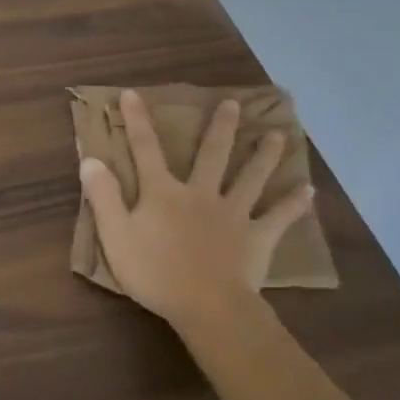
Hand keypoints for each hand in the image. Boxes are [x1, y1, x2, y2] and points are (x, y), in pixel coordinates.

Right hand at [80, 91, 314, 331]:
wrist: (207, 306)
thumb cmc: (155, 273)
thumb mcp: (115, 236)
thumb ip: (103, 197)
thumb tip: (90, 160)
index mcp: (163, 193)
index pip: (145, 149)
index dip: (137, 121)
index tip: (133, 93)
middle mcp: (200, 194)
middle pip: (212, 154)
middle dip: (220, 127)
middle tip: (234, 104)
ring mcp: (233, 213)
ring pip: (250, 178)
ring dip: (264, 156)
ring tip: (277, 135)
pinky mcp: (257, 237)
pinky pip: (279, 217)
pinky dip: (294, 204)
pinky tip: (309, 191)